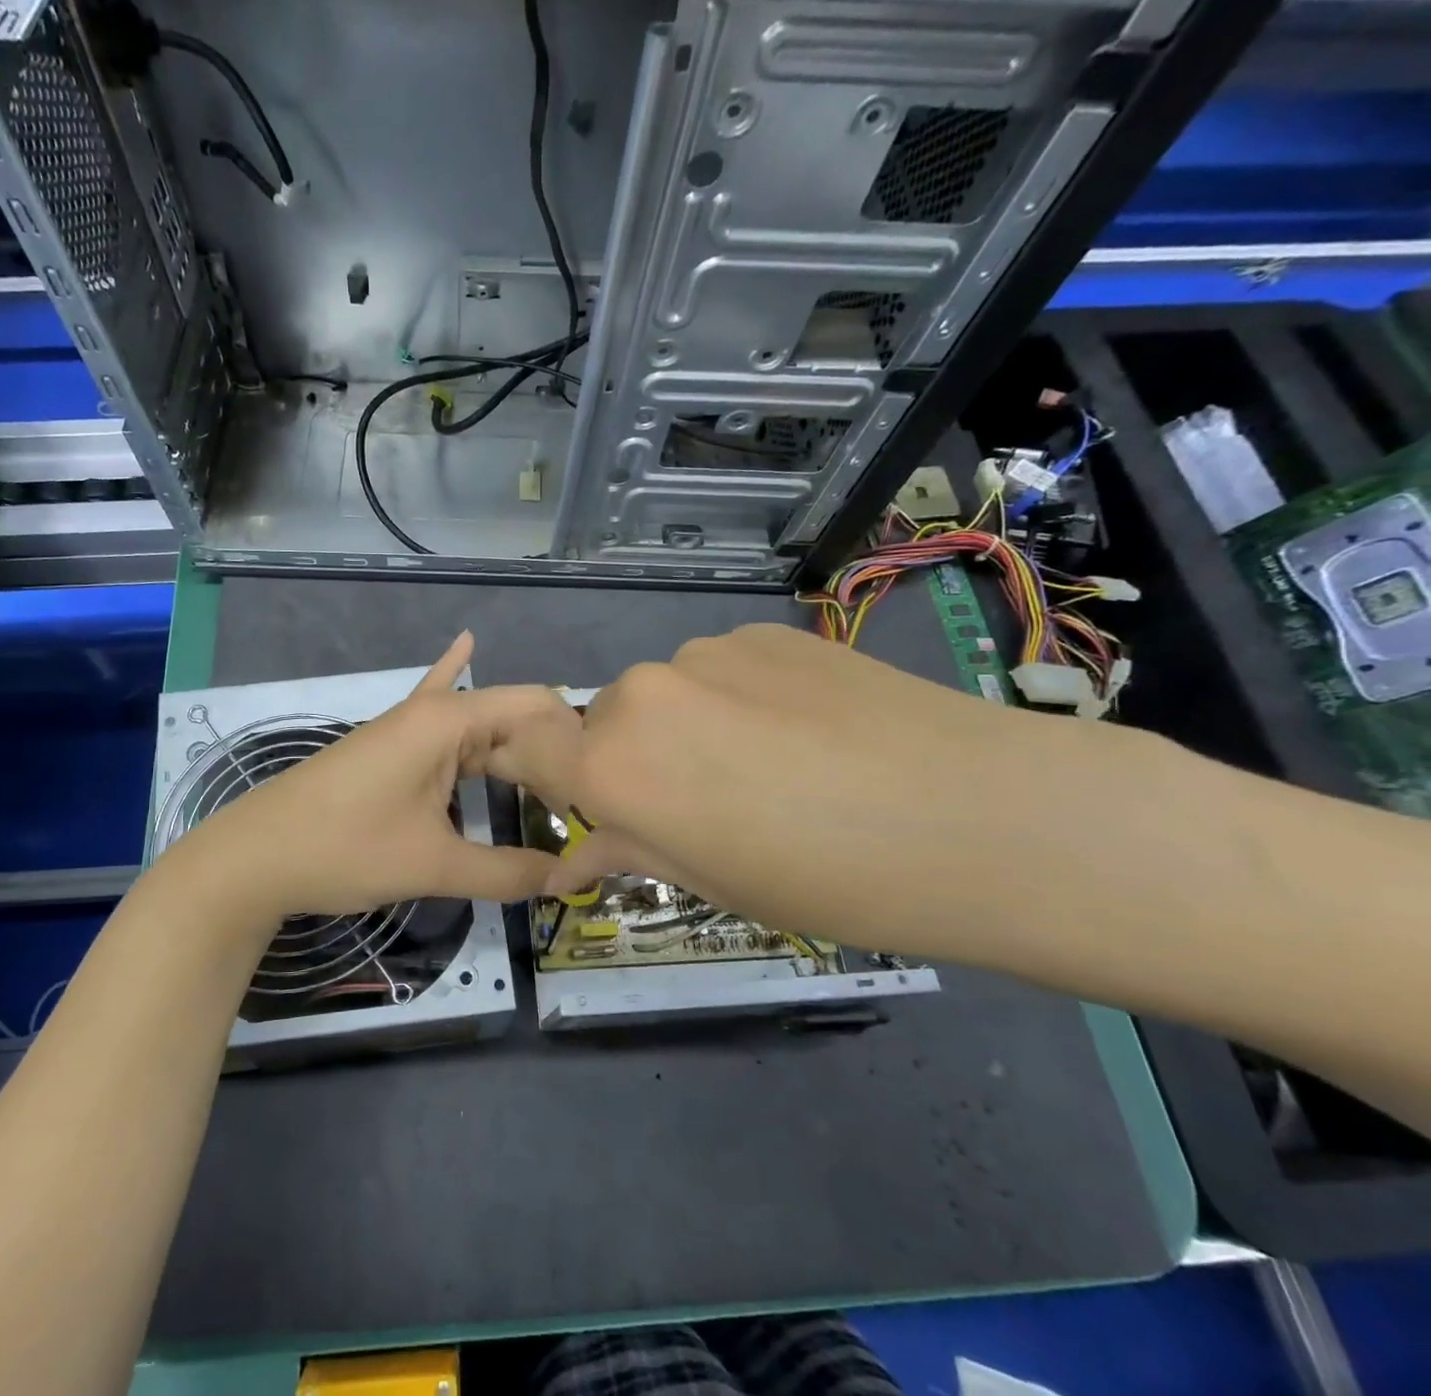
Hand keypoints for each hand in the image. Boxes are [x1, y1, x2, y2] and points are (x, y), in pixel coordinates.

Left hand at [159, 631, 572, 929]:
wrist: (254, 856)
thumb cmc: (345, 849)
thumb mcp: (432, 864)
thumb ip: (504, 872)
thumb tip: (565, 881)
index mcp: (448, 722)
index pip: (532, 707)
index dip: (572, 740)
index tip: (603, 783)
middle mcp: (431, 713)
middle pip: (509, 718)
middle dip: (549, 751)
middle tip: (591, 796)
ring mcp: (407, 728)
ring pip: (478, 726)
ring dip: (515, 747)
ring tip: (562, 772)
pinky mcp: (390, 747)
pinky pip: (438, 717)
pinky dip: (455, 684)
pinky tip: (464, 644)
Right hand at [502, 622, 1117, 956]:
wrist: (982, 816)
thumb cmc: (828, 881)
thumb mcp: (713, 882)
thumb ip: (627, 850)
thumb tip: (571, 860)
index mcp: (614, 764)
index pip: (530, 749)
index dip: (537, 771)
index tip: (571, 798)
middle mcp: (642, 692)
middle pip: (606, 723)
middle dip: (634, 762)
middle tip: (705, 808)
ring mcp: (706, 652)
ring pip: (668, 695)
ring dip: (690, 729)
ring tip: (773, 770)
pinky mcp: (765, 631)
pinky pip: (723, 670)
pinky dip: (740, 700)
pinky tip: (809, 733)